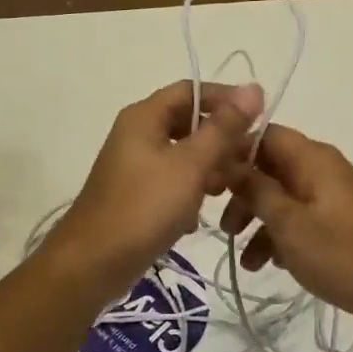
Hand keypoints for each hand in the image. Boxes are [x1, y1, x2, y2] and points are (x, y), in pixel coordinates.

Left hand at [47, 79, 264, 301]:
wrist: (93, 263)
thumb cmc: (144, 207)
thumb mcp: (190, 165)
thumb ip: (223, 128)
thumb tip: (253, 88)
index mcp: (144, 117)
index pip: (190, 89)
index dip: (225, 98)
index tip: (259, 117)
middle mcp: (136, 134)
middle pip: (187, 122)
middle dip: (220, 139)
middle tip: (248, 159)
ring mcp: (134, 165)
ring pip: (182, 154)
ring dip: (208, 168)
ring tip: (229, 190)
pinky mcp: (136, 194)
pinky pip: (171, 181)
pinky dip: (189, 192)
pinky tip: (200, 216)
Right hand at [220, 123, 352, 329]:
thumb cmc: (343, 254)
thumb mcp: (289, 223)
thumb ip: (255, 189)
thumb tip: (227, 160)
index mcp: (312, 158)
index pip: (263, 135)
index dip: (232, 153)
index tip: (207, 182)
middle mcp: (323, 168)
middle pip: (270, 168)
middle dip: (242, 195)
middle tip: (223, 227)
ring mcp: (334, 196)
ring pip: (283, 197)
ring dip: (259, 223)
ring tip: (245, 260)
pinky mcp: (341, 222)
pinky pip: (301, 217)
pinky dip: (282, 236)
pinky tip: (271, 265)